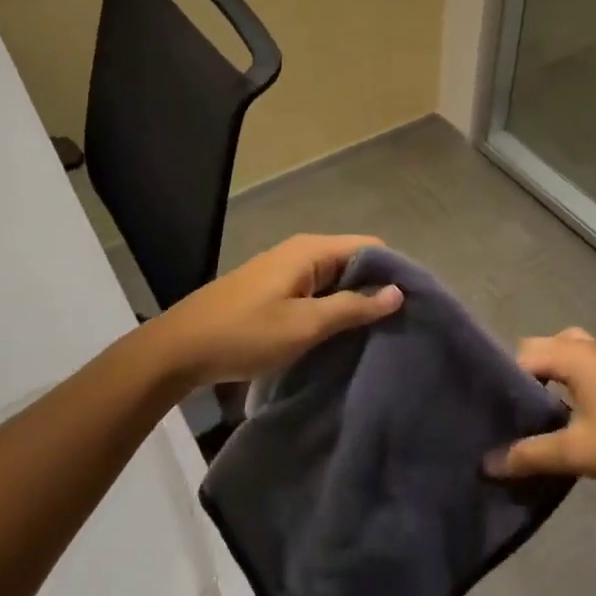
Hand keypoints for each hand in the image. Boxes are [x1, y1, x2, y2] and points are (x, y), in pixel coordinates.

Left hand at [136, 234, 403, 388]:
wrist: (181, 349)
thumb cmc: (245, 334)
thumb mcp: (304, 325)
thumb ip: (352, 307)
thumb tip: (397, 291)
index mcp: (310, 251)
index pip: (370, 247)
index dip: (394, 271)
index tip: (414, 305)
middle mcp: (301, 252)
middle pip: (353, 262)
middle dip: (376, 289)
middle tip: (400, 325)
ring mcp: (285, 271)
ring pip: (335, 279)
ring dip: (354, 302)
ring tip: (379, 335)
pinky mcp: (275, 291)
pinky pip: (316, 292)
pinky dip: (332, 309)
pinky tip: (342, 336)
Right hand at [484, 329, 595, 505]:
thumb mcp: (577, 452)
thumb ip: (530, 454)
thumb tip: (487, 463)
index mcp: (572, 353)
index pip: (519, 355)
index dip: (502, 381)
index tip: (491, 412)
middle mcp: (586, 346)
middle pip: (538, 350)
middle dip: (521, 379)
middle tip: (510, 415)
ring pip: (561, 357)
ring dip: (545, 380)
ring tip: (534, 416)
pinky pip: (579, 366)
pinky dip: (565, 382)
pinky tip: (565, 417)